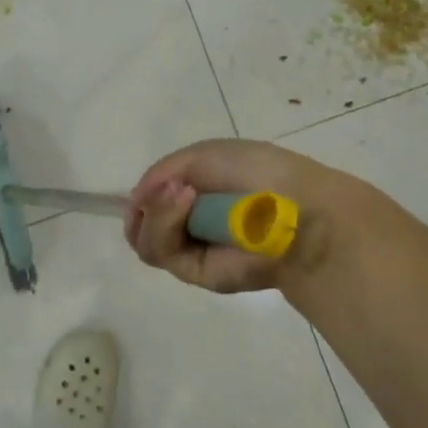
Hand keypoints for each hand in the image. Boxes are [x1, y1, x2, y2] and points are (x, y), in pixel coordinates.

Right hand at [124, 139, 350, 293]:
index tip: (150, 186)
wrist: (292, 206)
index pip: (153, 202)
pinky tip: (186, 202)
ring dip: (156, 211)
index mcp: (196, 194)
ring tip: (184, 194)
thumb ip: (162, 173)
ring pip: (145, 239)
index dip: (144, 196)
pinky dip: (164, 223)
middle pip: (141, 225)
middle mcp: (190, 224)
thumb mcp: (202, 155)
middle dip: (147, 205)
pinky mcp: (195, 273)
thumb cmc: (256, 171)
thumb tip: (135, 200)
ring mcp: (192, 249)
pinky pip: (160, 252)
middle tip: (170, 189)